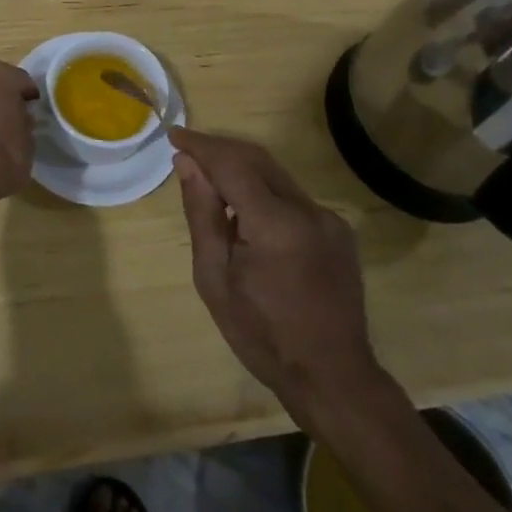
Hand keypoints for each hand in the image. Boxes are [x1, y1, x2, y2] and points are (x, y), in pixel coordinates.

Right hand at [171, 128, 385, 423]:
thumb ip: (202, 214)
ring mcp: (328, 219)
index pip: (232, 163)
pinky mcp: (338, 230)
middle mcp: (308, 210)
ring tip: (210, 184)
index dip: (201, 145)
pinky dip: (263, 192)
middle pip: (257, 159)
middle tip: (186, 152)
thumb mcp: (215, 278)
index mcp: (275, 224)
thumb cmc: (262, 335)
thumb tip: (187, 163)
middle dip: (219, 149)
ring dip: (241, 169)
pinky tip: (246, 217)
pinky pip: (292, 197)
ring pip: (276, 175)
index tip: (174, 135)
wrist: (332, 377)